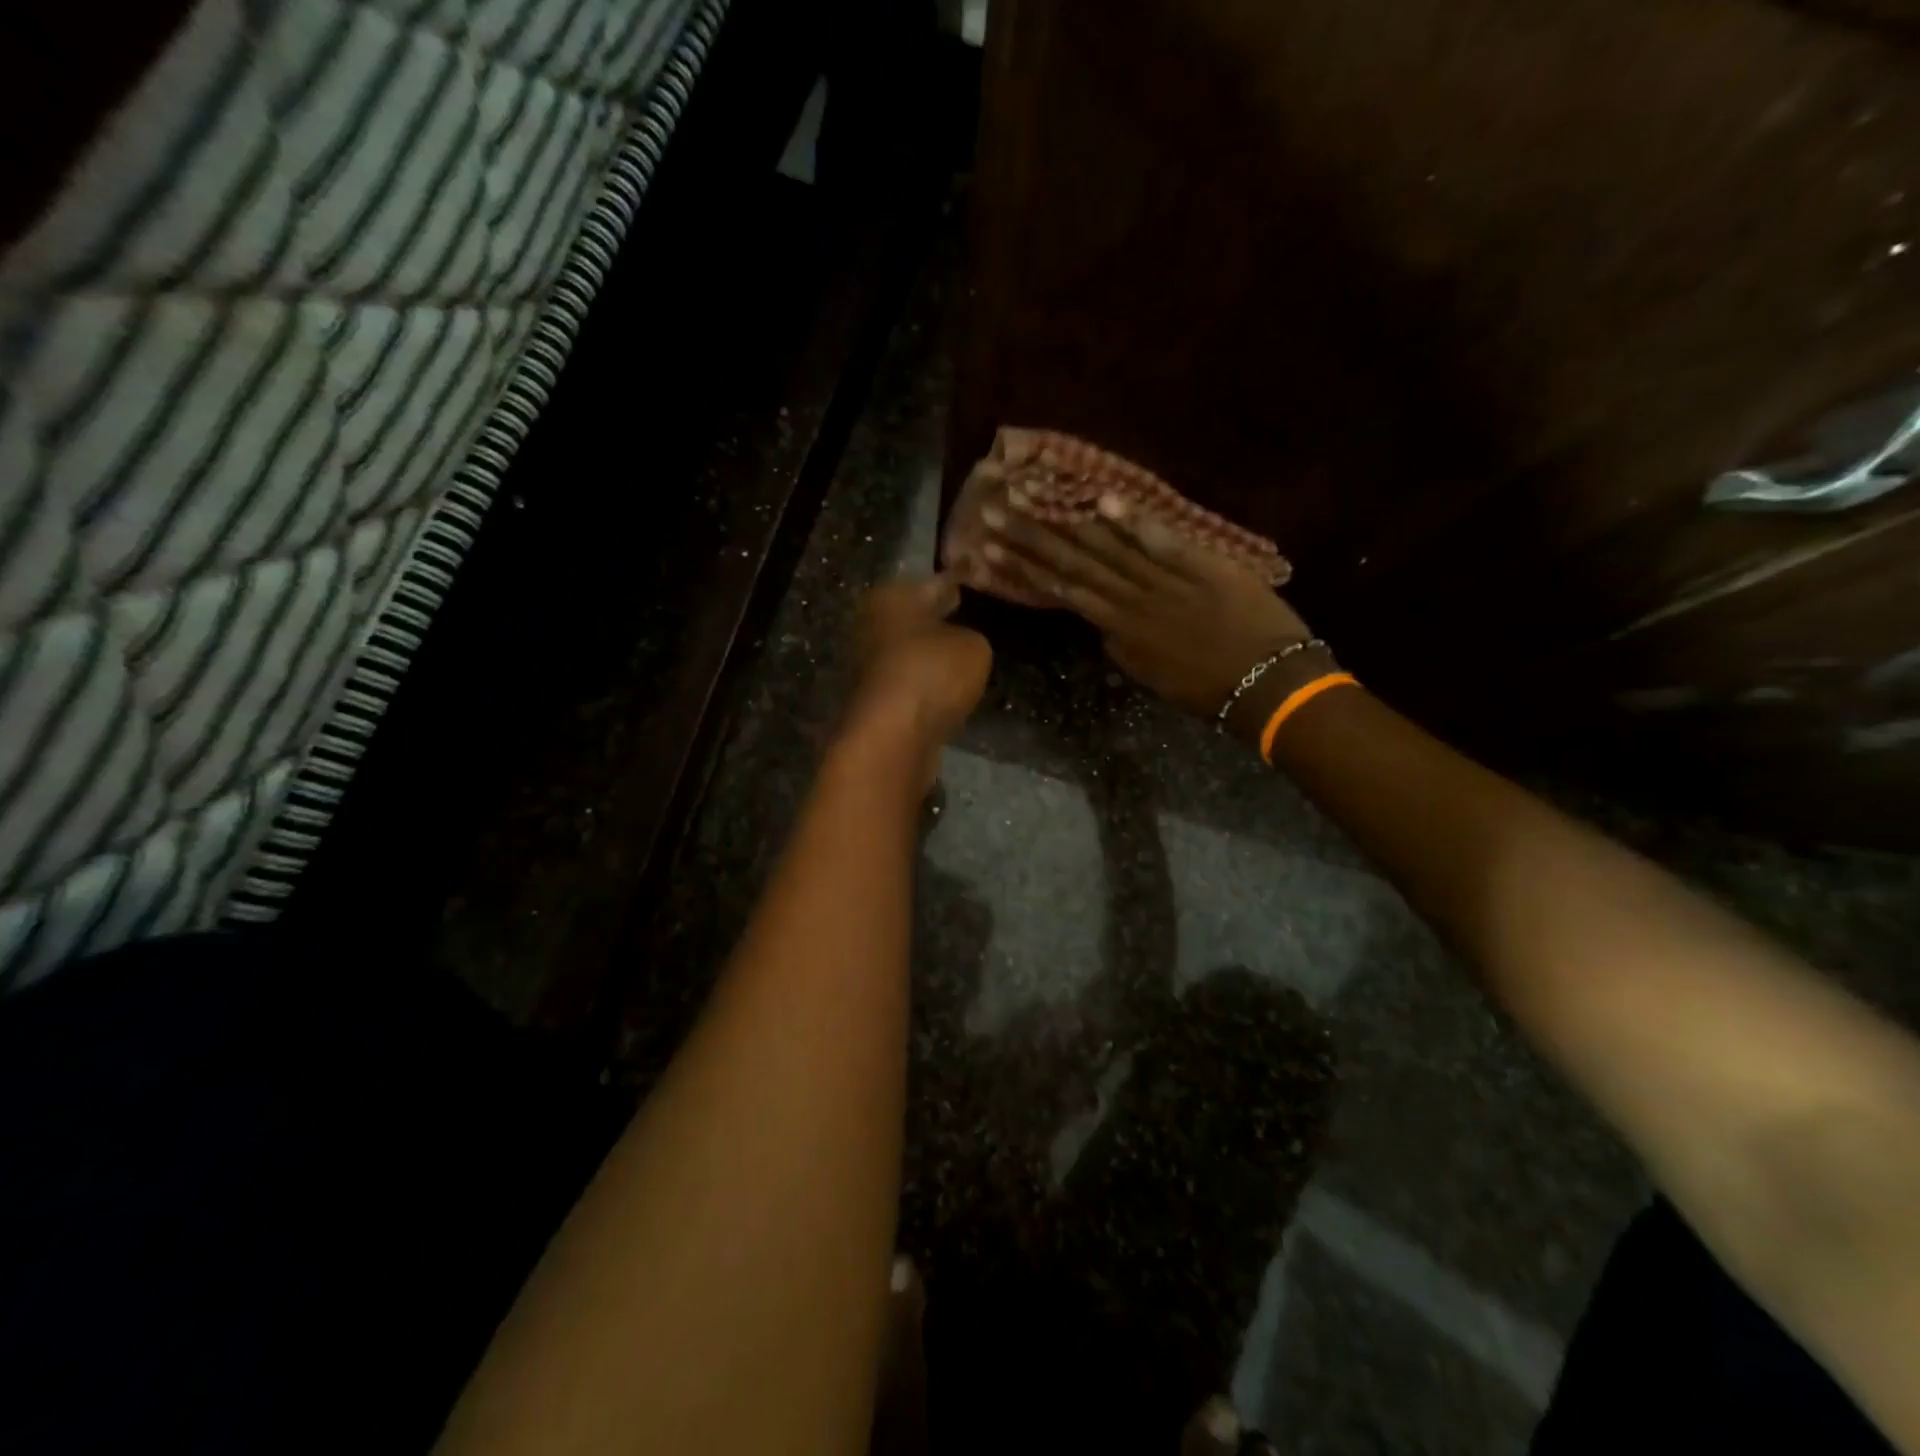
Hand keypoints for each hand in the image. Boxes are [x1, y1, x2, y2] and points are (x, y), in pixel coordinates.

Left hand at [848, 575, 992, 751]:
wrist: (892, 738)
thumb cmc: (931, 674)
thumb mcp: (974, 646)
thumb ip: (972, 636)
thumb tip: (959, 642)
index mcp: (890, 597)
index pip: (935, 582)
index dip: (957, 582)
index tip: (972, 582)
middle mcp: (871, 625)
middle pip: (915, 617)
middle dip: (939, 619)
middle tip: (970, 619)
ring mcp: (867, 666)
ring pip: (909, 651)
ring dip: (930, 654)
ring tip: (963, 657)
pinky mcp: (873, 701)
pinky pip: (908, 682)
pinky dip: (924, 683)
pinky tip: (946, 689)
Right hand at [978, 491, 1327, 730]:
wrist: (1268, 685)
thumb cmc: (1210, 689)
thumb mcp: (1154, 676)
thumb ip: (1125, 648)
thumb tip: (1103, 626)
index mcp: (1121, 629)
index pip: (1063, 591)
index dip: (1025, 569)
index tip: (989, 549)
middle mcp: (1132, 601)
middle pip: (1075, 563)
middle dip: (1030, 536)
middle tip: (992, 511)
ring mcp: (1166, 581)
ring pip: (1108, 548)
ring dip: (1067, 521)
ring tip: (1030, 496)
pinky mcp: (1203, 566)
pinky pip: (1162, 542)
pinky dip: (1134, 522)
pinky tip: (1103, 498)